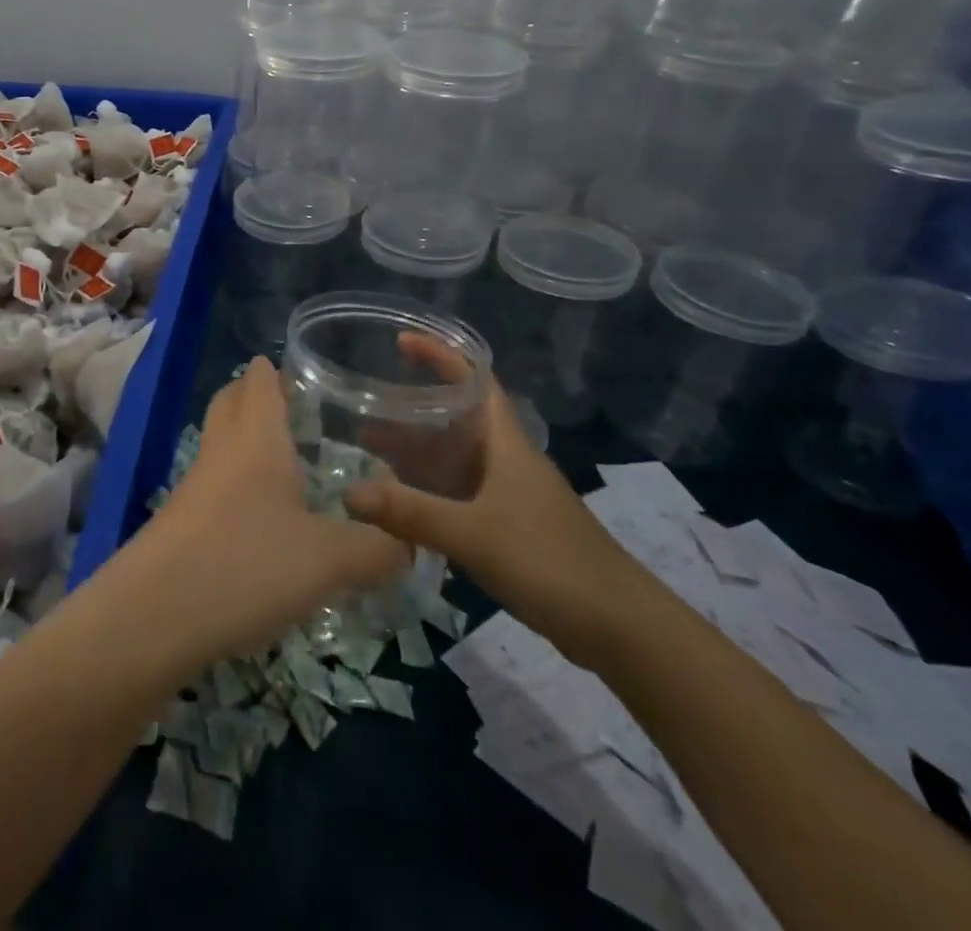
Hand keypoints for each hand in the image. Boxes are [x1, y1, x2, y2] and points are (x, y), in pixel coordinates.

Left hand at [133, 357, 408, 662]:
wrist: (153, 615)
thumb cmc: (247, 564)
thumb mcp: (328, 560)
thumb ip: (376, 549)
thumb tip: (411, 545)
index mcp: (256, 438)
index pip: (259, 382)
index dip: (274, 369)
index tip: (298, 367)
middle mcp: (222, 450)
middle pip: (231, 403)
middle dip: (254, 395)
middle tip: (292, 405)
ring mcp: (195, 486)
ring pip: (221, 444)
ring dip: (246, 440)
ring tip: (287, 461)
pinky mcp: (181, 522)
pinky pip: (214, 484)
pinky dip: (238, 483)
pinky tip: (263, 518)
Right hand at [344, 334, 641, 668]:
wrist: (622, 629)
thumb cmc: (550, 562)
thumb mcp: (473, 534)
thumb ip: (410, 512)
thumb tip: (347, 492)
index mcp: (506, 443)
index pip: (474, 379)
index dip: (440, 354)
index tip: (400, 341)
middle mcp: (506, 460)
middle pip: (456, 419)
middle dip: (413, 410)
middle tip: (365, 408)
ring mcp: (510, 495)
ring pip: (455, 460)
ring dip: (417, 452)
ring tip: (370, 451)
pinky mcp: (511, 528)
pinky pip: (460, 494)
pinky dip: (429, 490)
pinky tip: (402, 504)